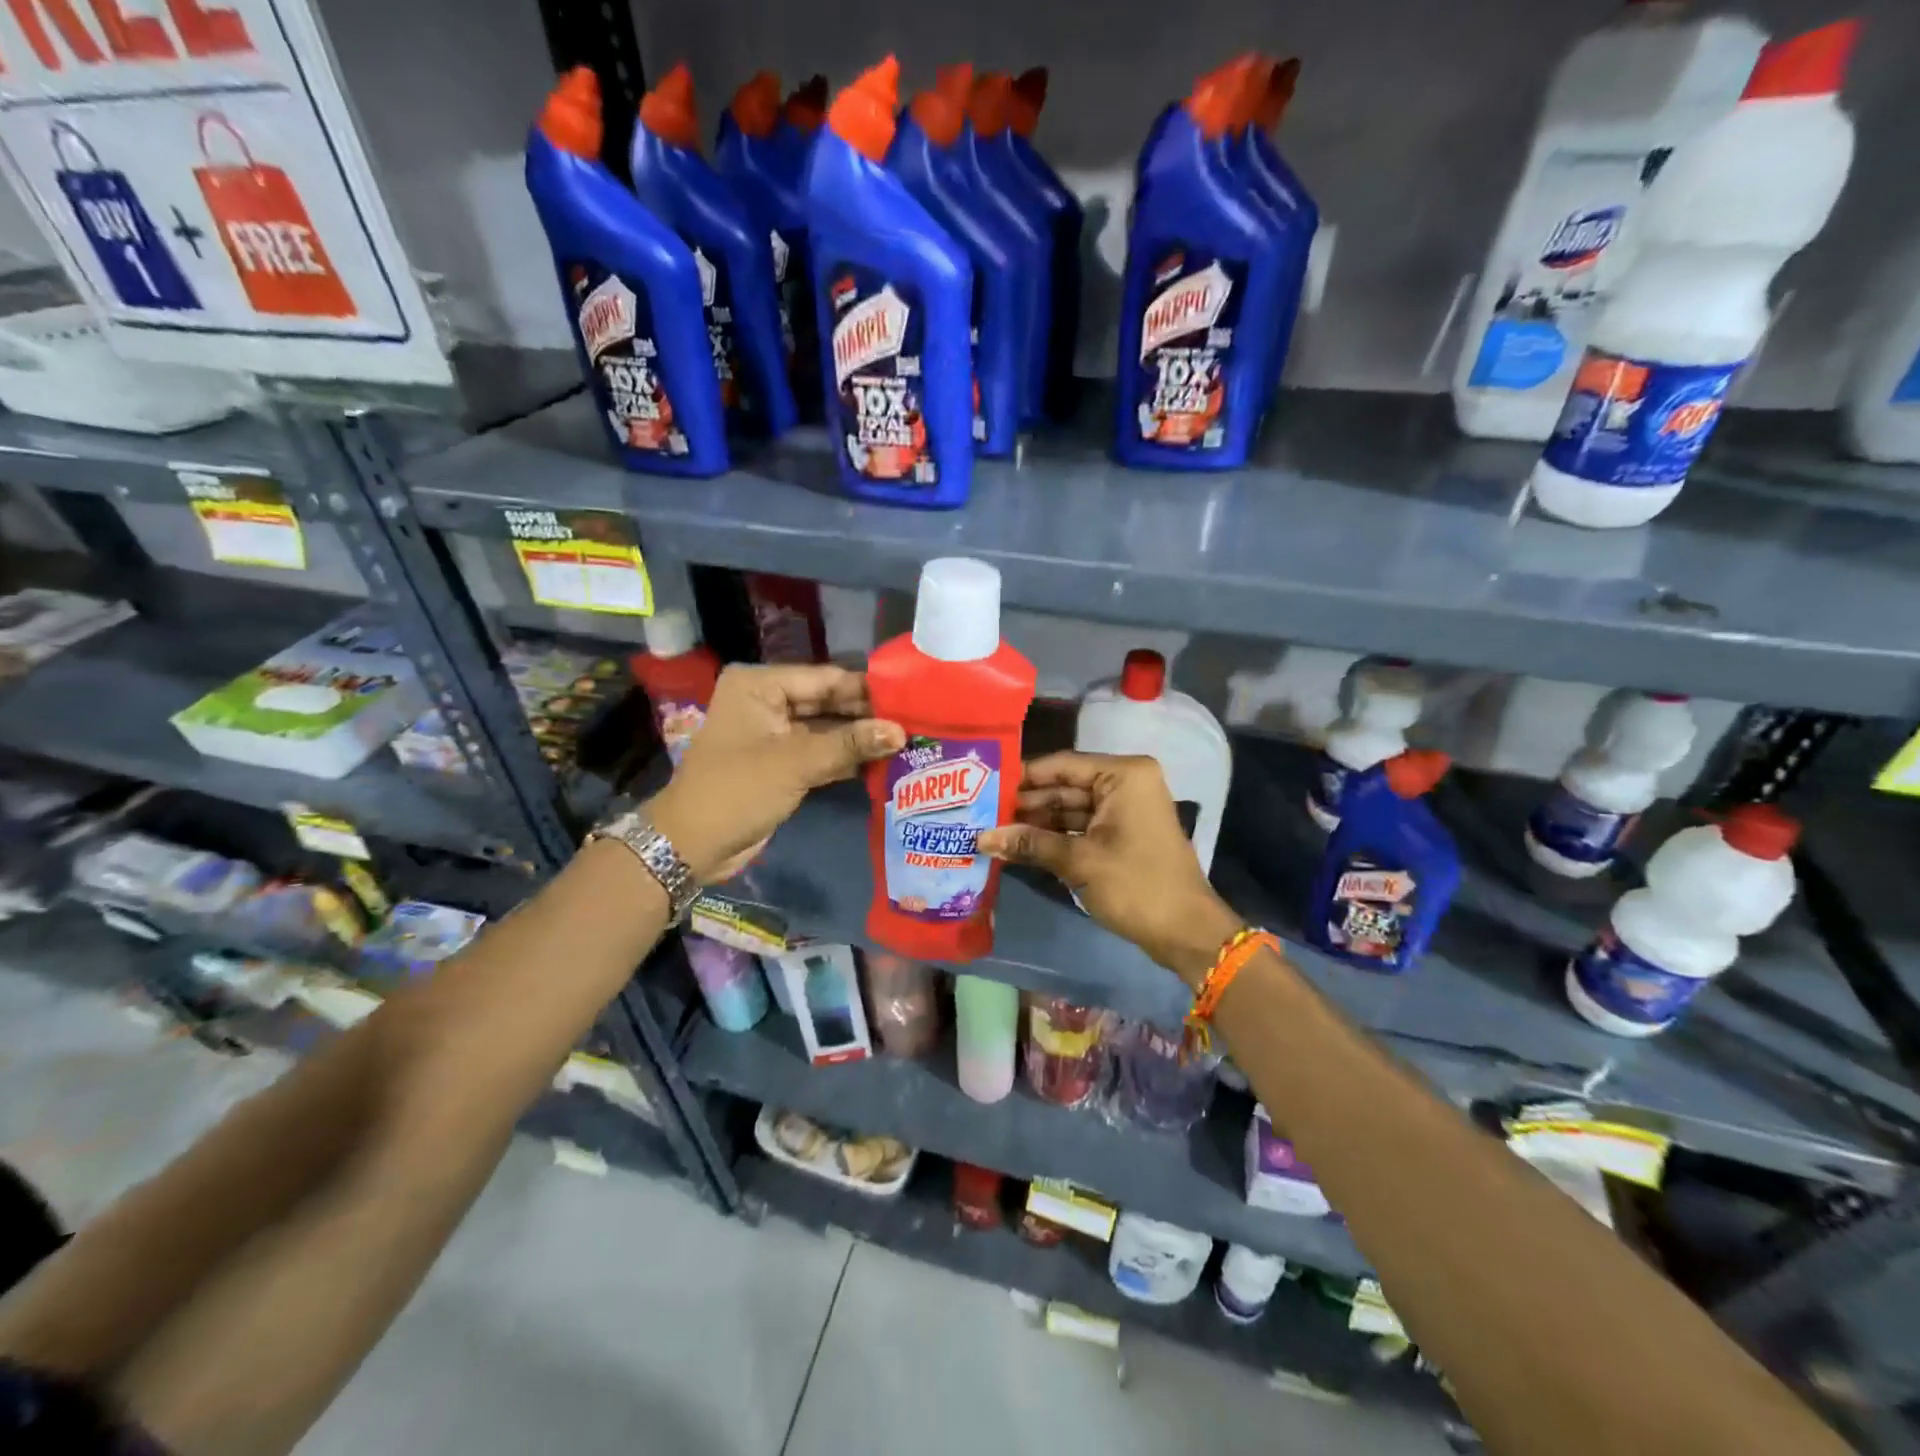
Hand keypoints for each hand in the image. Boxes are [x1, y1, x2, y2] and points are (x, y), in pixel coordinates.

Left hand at [645, 664, 903, 882]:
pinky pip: (821, 752)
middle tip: (915, 722)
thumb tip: (901, 731)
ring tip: (908, 741)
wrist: (692, 844)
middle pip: (828, 702)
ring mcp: (774, 734)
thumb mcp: (796, 762)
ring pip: (827, 729)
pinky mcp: (781, 763)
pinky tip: (883, 762)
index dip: (867, 690)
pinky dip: (846, 758)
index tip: (910, 699)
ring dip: (860, 738)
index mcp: (760, 685)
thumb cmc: (738, 790)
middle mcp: (767, 701)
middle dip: (867, 715)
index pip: (825, 679)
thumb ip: (850, 744)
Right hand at [978, 752, 1241, 986]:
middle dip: (1025, 803)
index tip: (983, 785)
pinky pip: (1080, 828)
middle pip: (1064, 786)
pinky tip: (1017, 846)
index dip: (1022, 776)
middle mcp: (1124, 784)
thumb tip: (980, 838)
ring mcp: (1124, 810)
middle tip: (980, 812)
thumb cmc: (1136, 885)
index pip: (1062, 765)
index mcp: (1123, 775)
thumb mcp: (1078, 862)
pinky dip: (1052, 838)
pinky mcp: (1120, 835)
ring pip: (1069, 809)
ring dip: (1035, 823)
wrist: (1186, 933)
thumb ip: (1029, 844)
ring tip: (990, 830)